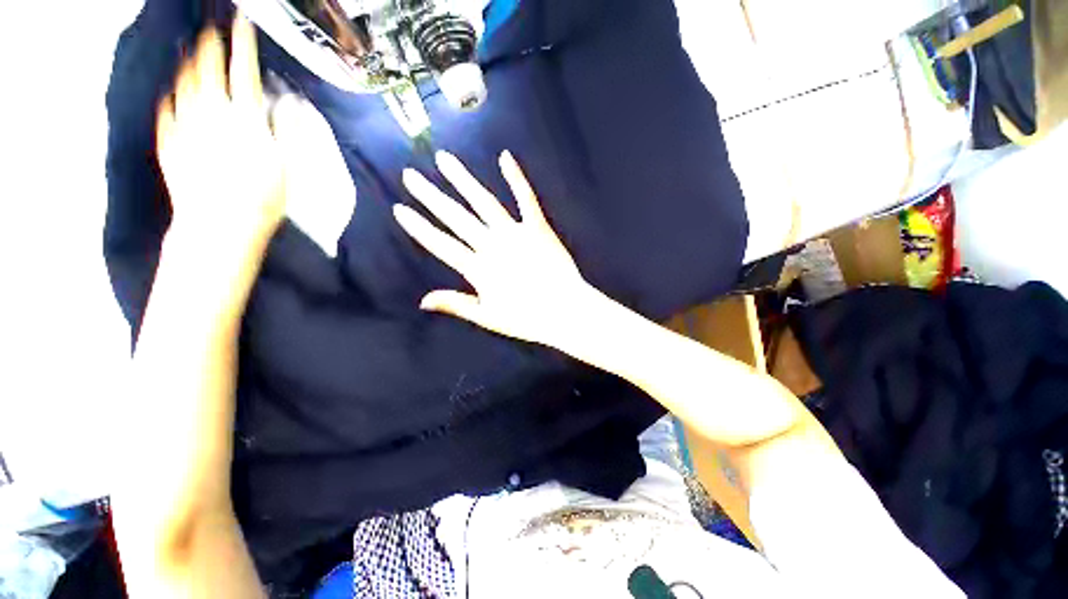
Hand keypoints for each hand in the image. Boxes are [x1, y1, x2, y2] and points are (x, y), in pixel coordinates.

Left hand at [155, 15, 284, 299]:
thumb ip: (284, 131)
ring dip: (187, 63)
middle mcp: (212, 113)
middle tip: (211, 29)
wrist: (221, 225)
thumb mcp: (286, 167)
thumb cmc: (262, 199)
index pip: (243, 70)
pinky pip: (166, 110)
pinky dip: (170, 95)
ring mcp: (186, 126)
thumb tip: (284, 103)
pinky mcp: (170, 142)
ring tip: (189, 50)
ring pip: (184, 83)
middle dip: (210, 44)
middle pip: (208, 69)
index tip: (242, 23)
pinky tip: (171, 91)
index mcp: (245, 119)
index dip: (243, 44)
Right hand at [394, 151, 603, 349]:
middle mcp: (492, 245)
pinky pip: (526, 199)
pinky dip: (516, 178)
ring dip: (463, 180)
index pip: (442, 244)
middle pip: (457, 218)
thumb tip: (422, 300)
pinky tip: (505, 158)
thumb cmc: (527, 319)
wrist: (565, 311)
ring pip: (484, 203)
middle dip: (431, 196)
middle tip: (411, 175)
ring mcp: (516, 233)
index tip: (400, 209)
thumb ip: (456, 304)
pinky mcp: (538, 228)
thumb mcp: (487, 317)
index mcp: (479, 269)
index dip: (420, 227)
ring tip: (445, 160)